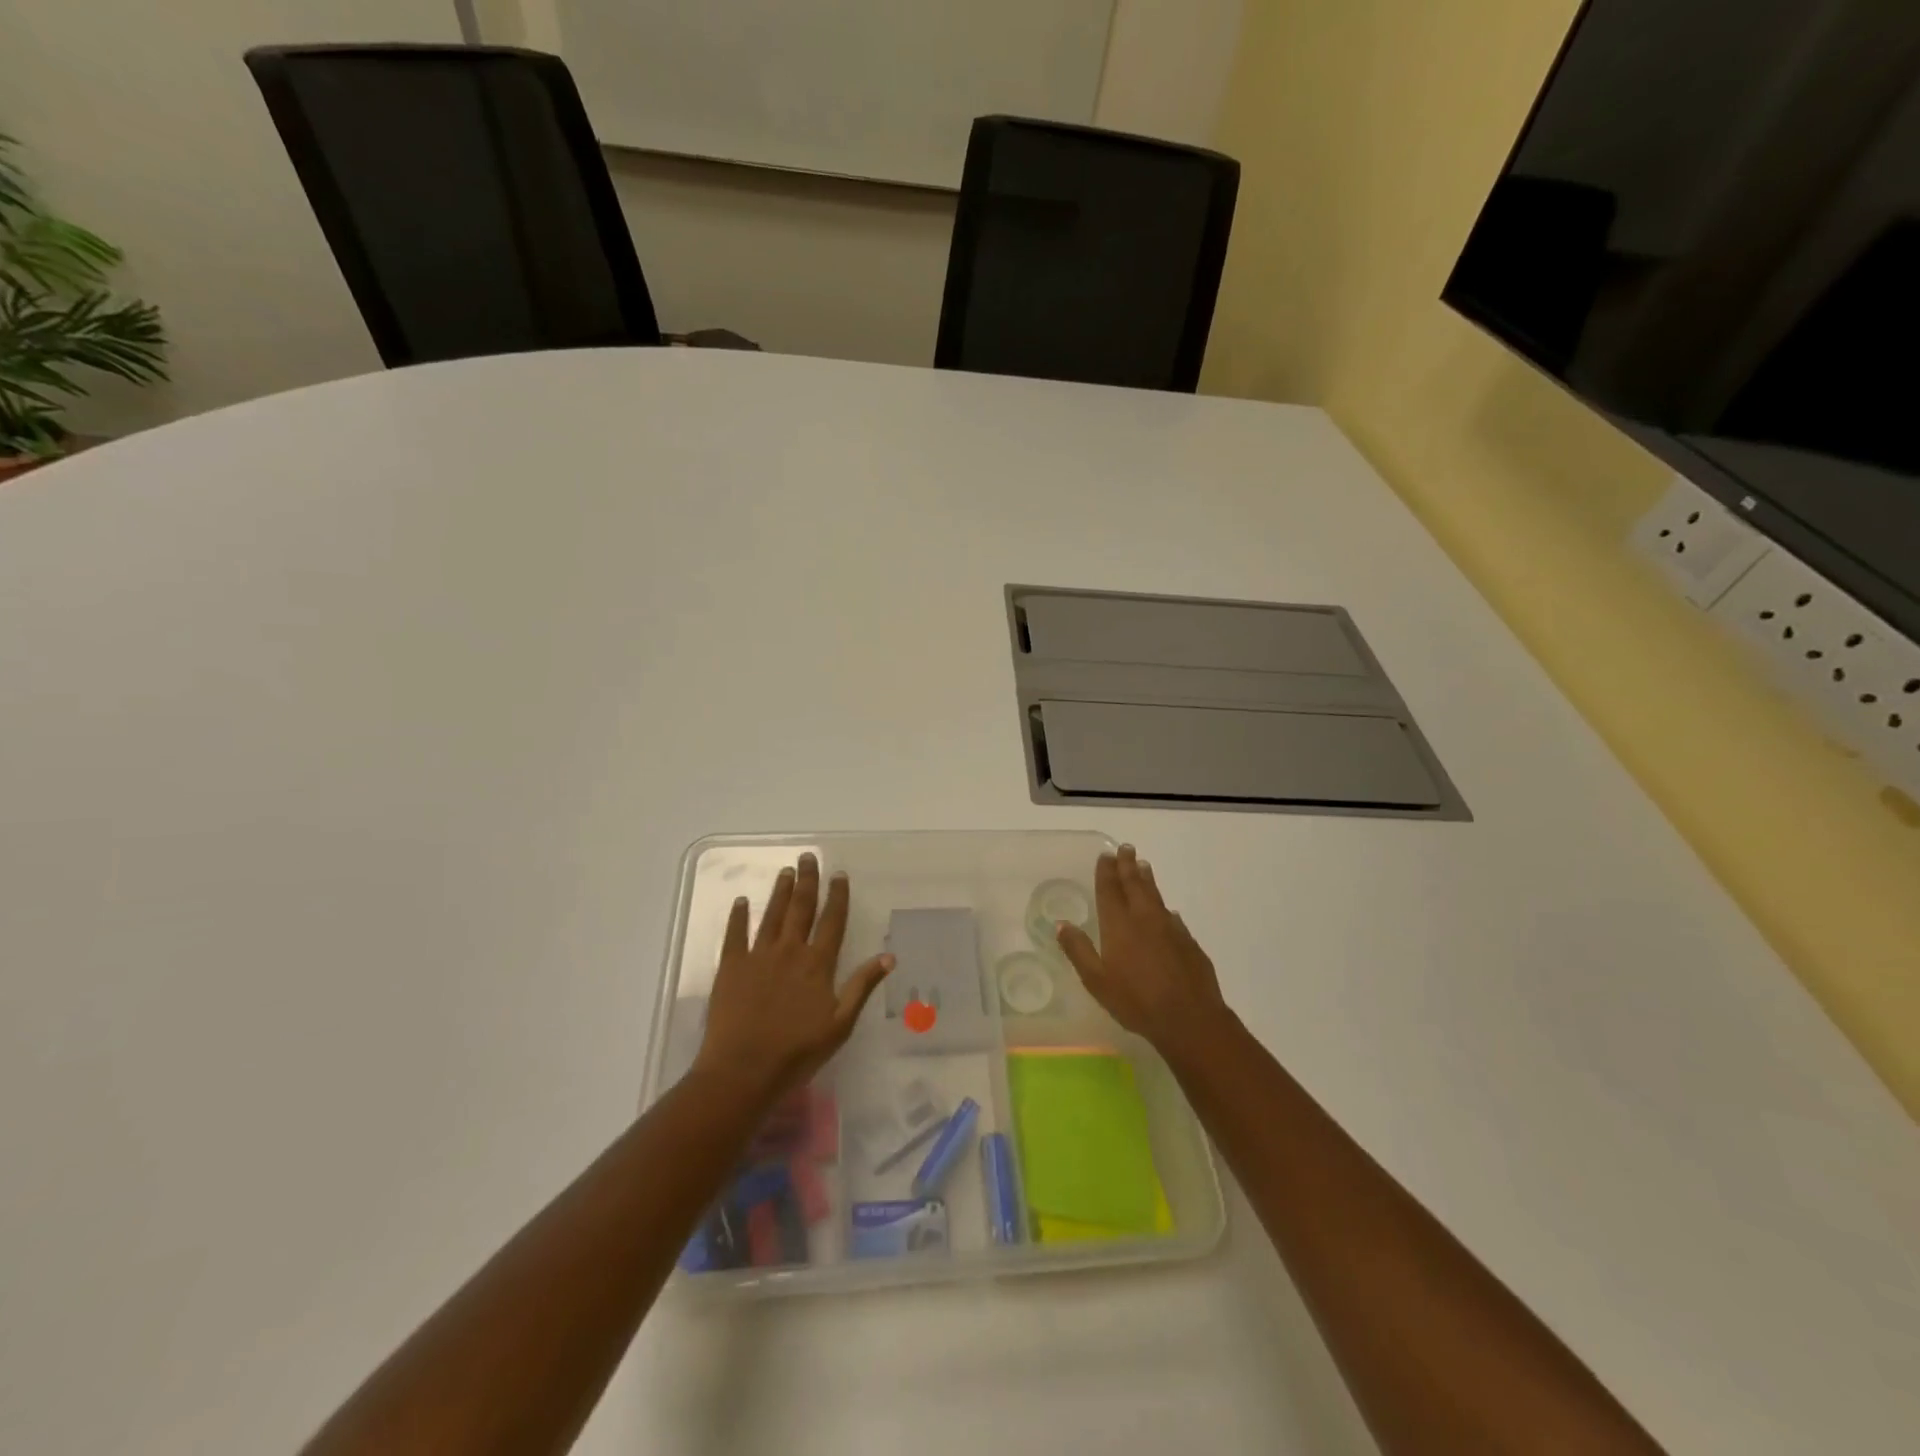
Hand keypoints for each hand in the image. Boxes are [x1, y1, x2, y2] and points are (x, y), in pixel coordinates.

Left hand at [692, 854, 892, 1107]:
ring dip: (780, 892)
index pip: (832, 922)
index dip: (837, 897)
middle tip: (808, 857)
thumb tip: (888, 956)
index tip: (839, 874)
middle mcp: (790, 951)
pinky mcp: (731, 967)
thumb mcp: (840, 1025)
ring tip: (786, 871)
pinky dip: (738, 916)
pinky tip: (741, 901)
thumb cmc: (797, 1053)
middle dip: (807, 881)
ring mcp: (758, 956)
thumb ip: (862, 987)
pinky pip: (735, 934)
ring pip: (772, 915)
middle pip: (801, 909)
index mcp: (818, 964)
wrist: (743, 1070)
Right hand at [1056, 844, 1231, 1058]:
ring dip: (1147, 879)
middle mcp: (1144, 918)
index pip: (1109, 889)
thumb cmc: (1136, 1001)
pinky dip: (1164, 907)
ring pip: (1156, 895)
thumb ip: (1079, 950)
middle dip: (1128, 865)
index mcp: (1119, 924)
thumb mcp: (1097, 980)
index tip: (1105, 855)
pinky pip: (1172, 916)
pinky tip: (1167, 911)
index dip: (1106, 871)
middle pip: (1135, 884)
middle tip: (1126, 848)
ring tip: (1143, 866)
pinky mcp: (1189, 942)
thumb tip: (1062, 924)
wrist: (1190, 1018)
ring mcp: (1170, 928)